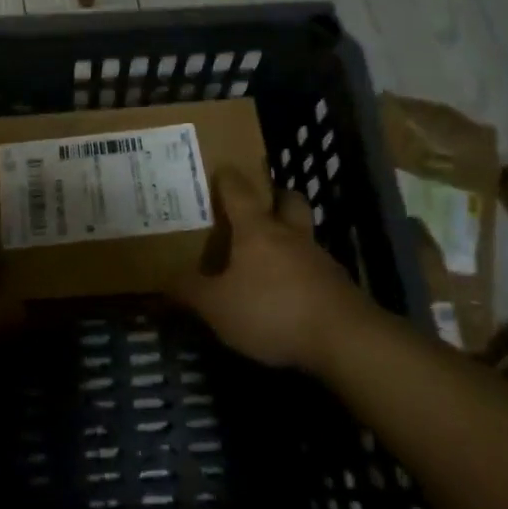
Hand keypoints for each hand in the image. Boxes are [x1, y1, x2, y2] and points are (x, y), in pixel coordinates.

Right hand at [175, 169, 371, 372]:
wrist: (343, 338)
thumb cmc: (272, 310)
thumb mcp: (217, 307)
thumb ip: (190, 292)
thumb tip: (163, 281)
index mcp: (257, 230)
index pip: (239, 192)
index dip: (228, 179)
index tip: (220, 170)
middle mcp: (290, 235)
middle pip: (288, 201)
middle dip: (275, 197)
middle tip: (259, 206)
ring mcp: (318, 259)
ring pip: (304, 234)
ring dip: (290, 238)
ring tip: (269, 258)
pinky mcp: (337, 285)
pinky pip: (315, 268)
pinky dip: (302, 273)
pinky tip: (289, 293)